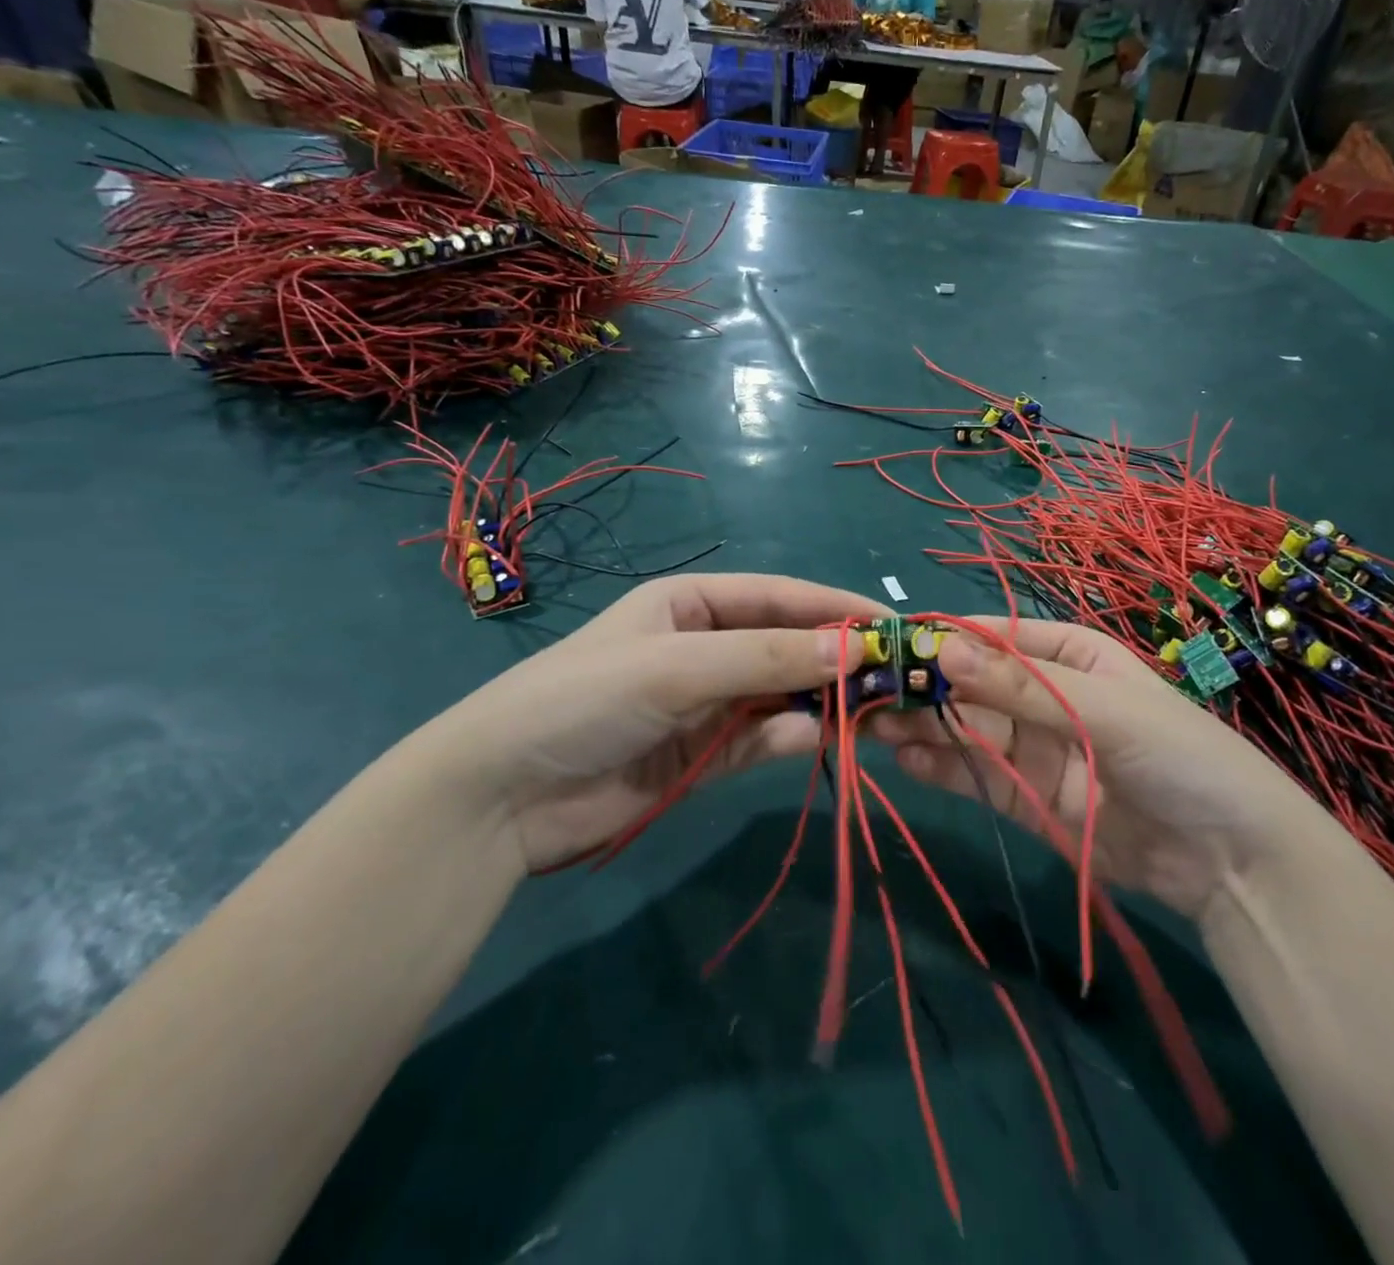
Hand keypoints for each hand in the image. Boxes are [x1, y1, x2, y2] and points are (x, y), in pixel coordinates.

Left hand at [388, 575, 888, 871]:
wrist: (500, 797)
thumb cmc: (586, 698)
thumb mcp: (678, 666)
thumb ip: (767, 659)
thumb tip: (856, 650)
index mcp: (692, 603)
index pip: (780, 597)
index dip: (835, 608)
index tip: (891, 625)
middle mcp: (704, 646)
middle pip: (785, 647)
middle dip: (835, 659)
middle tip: (892, 676)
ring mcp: (705, 703)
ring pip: (780, 695)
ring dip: (819, 701)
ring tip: (868, 710)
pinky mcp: (702, 756)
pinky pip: (759, 740)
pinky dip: (787, 739)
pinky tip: (811, 739)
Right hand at [874, 619, 1322, 918]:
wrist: (1231, 861)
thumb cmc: (1179, 755)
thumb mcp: (1102, 708)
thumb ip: (1020, 686)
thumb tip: (944, 649)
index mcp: (1069, 655)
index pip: (995, 638)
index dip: (946, 640)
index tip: (893, 644)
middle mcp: (1044, 695)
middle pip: (972, 685)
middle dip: (925, 688)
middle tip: (869, 692)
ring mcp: (1033, 748)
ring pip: (966, 729)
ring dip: (922, 726)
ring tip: (873, 725)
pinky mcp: (1025, 797)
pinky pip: (975, 774)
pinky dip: (939, 767)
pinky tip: (904, 760)